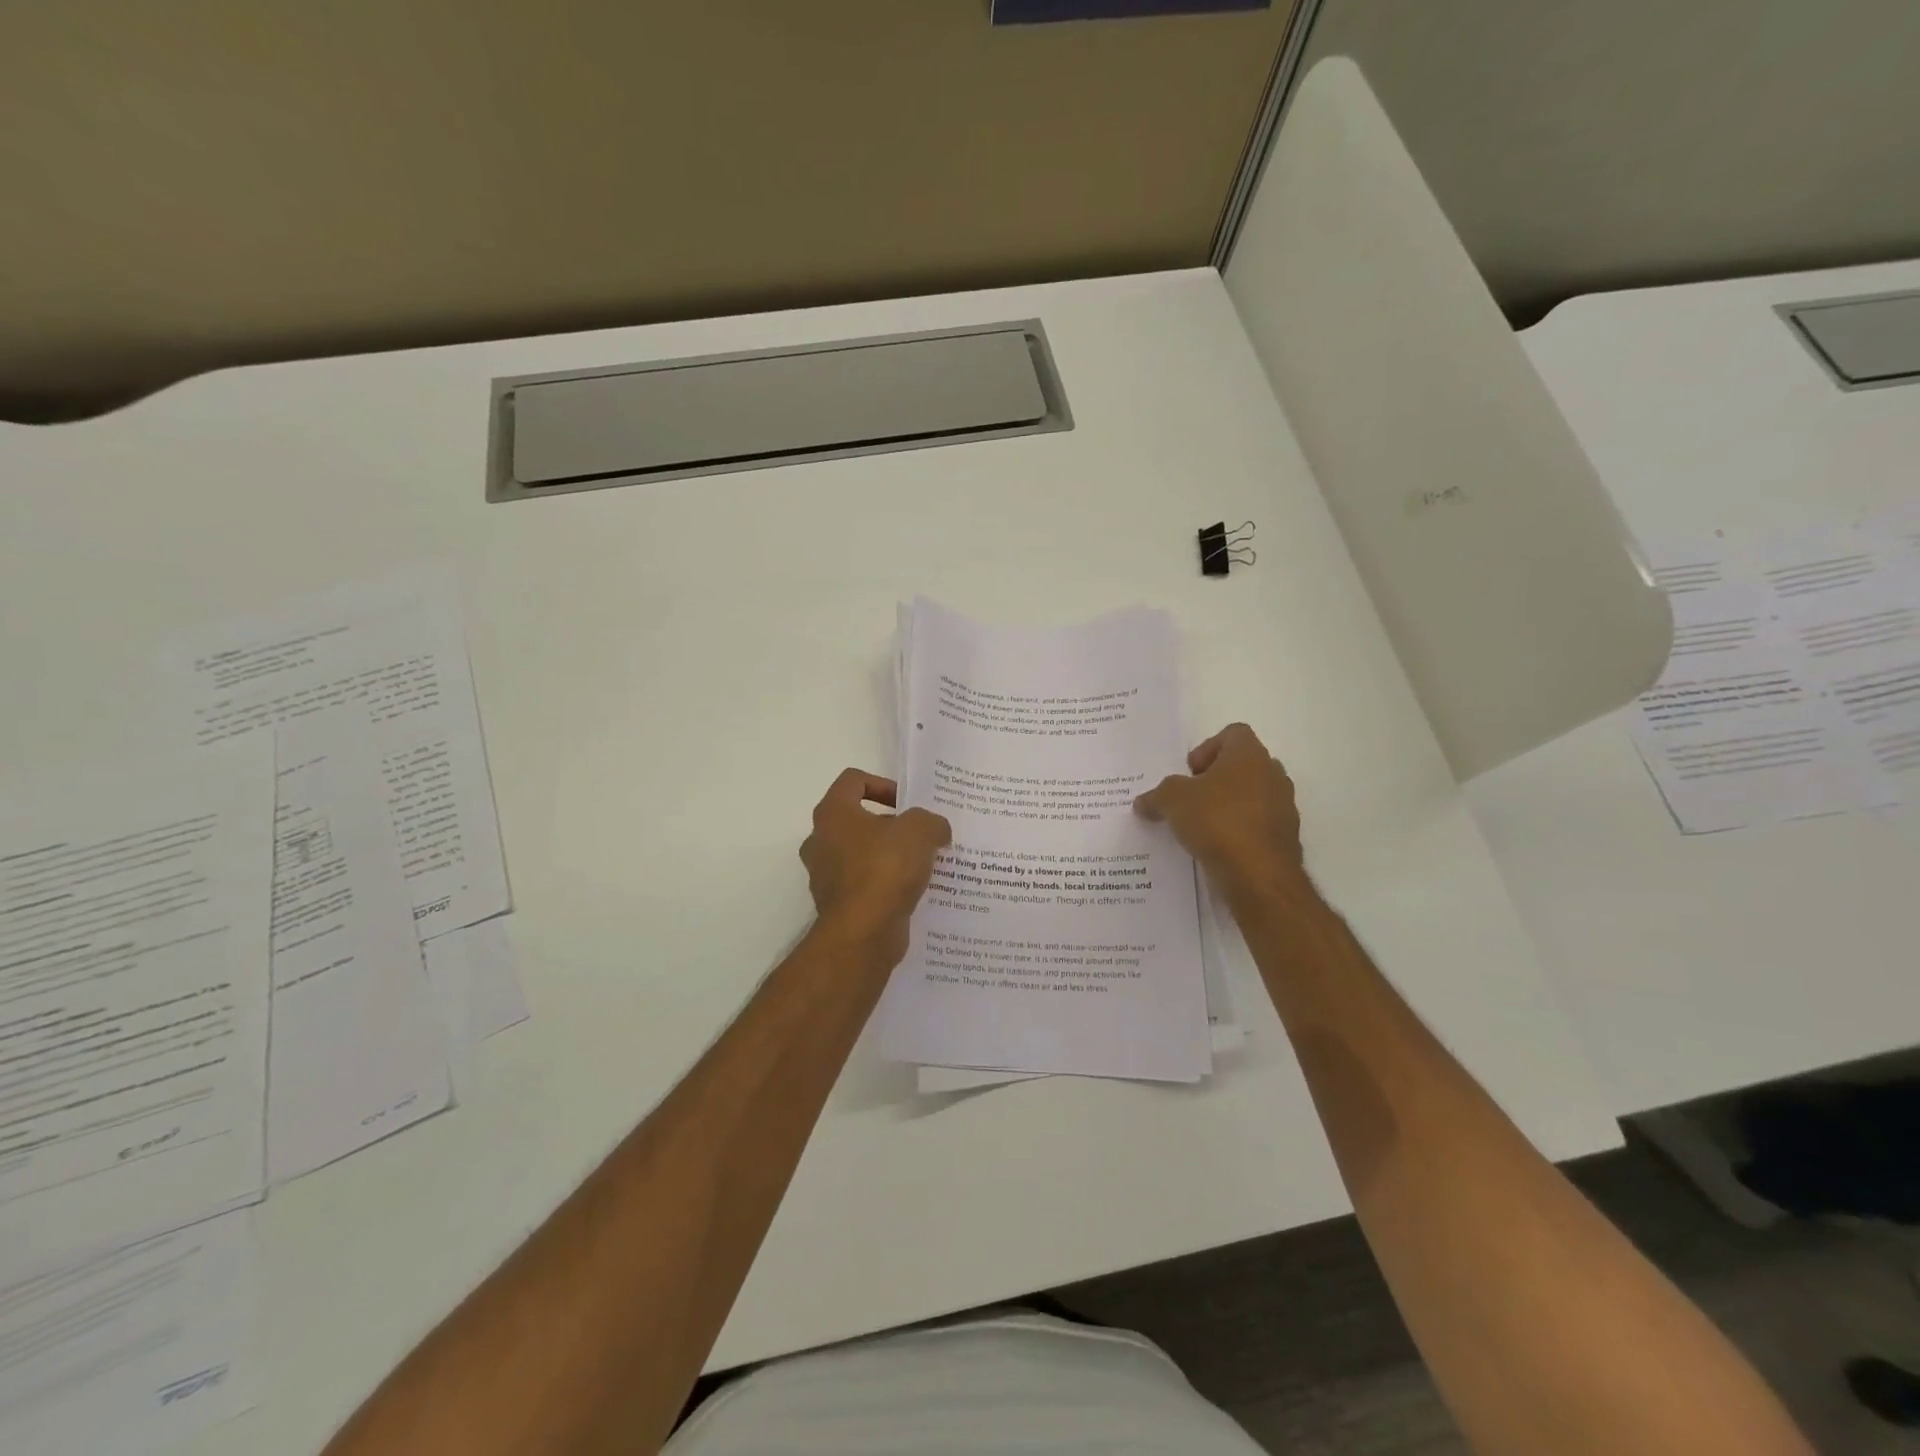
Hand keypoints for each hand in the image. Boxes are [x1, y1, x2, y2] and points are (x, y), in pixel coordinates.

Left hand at [800, 770, 951, 965]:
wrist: (863, 933)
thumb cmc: (885, 868)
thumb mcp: (920, 830)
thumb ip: (930, 821)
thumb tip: (936, 830)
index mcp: (832, 813)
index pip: (853, 781)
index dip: (882, 784)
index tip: (907, 803)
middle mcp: (820, 841)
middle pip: (856, 819)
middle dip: (889, 825)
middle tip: (919, 835)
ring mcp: (825, 876)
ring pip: (860, 854)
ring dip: (888, 856)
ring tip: (920, 865)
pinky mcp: (837, 905)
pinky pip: (864, 885)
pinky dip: (884, 885)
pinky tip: (912, 891)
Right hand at [1135, 723, 1309, 900]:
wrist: (1258, 875)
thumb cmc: (1216, 821)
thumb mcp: (1172, 801)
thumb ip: (1157, 795)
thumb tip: (1143, 802)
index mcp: (1249, 755)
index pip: (1233, 733)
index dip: (1207, 748)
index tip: (1190, 773)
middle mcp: (1272, 774)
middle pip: (1243, 765)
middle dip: (1216, 779)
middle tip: (1192, 798)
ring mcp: (1283, 807)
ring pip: (1252, 796)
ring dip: (1228, 806)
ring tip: (1201, 826)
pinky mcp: (1285, 838)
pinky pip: (1257, 825)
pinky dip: (1239, 831)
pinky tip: (1217, 848)